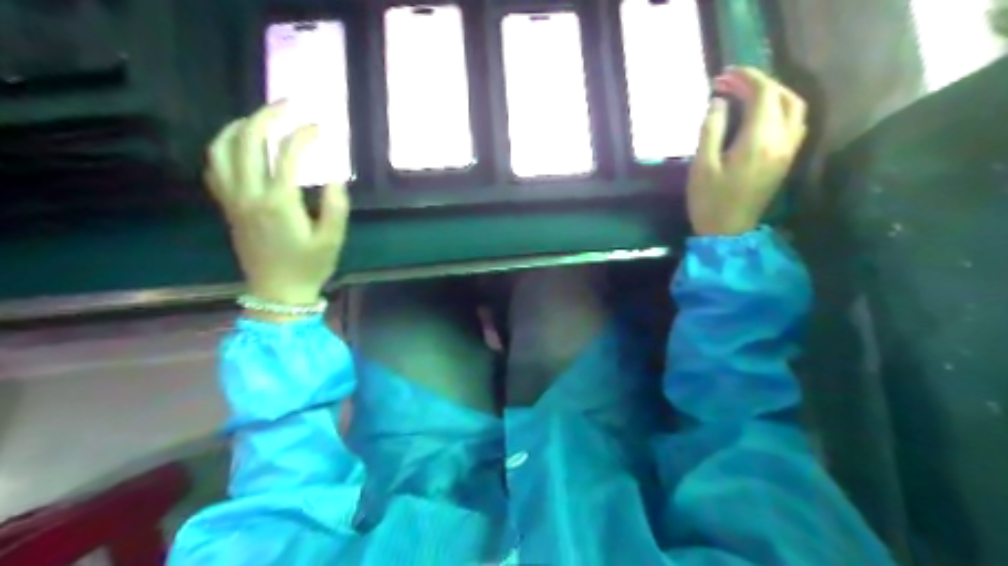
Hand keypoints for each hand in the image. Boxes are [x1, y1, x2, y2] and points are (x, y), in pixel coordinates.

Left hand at [202, 100, 351, 304]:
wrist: (277, 293)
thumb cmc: (309, 267)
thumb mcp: (332, 240)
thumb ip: (336, 206)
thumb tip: (333, 176)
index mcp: (279, 202)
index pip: (287, 154)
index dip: (305, 134)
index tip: (322, 128)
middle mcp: (249, 194)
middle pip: (249, 140)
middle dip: (268, 115)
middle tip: (289, 105)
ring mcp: (233, 200)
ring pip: (222, 149)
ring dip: (239, 126)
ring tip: (260, 118)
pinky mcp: (227, 207)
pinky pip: (215, 168)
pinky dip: (223, 147)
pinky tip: (239, 145)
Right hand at [690, 67, 807, 233]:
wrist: (728, 233)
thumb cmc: (710, 201)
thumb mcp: (702, 165)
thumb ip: (712, 128)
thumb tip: (720, 102)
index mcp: (759, 140)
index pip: (764, 93)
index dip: (746, 77)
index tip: (724, 75)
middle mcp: (781, 141)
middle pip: (783, 96)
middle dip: (758, 83)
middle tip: (730, 84)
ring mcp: (788, 151)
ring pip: (794, 108)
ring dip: (773, 94)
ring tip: (747, 95)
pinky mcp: (786, 160)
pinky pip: (795, 124)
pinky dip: (780, 110)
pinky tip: (760, 115)